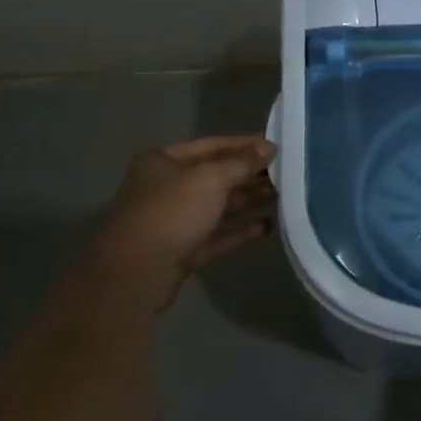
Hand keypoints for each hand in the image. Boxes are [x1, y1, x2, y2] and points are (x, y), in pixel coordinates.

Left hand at [90, 136, 277, 309]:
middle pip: (216, 176)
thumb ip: (242, 163)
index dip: (245, 145)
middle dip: (250, 174)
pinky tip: (267, 226)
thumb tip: (270, 148)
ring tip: (282, 195)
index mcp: (164, 162)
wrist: (135, 275)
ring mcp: (174, 221)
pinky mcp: (182, 251)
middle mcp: (167, 187)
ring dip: (248, 200)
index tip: (276, 146)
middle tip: (286, 172)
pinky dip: (240, 230)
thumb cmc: (171, 213)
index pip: (212, 145)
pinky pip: (216, 235)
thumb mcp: (211, 179)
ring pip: (218, 206)